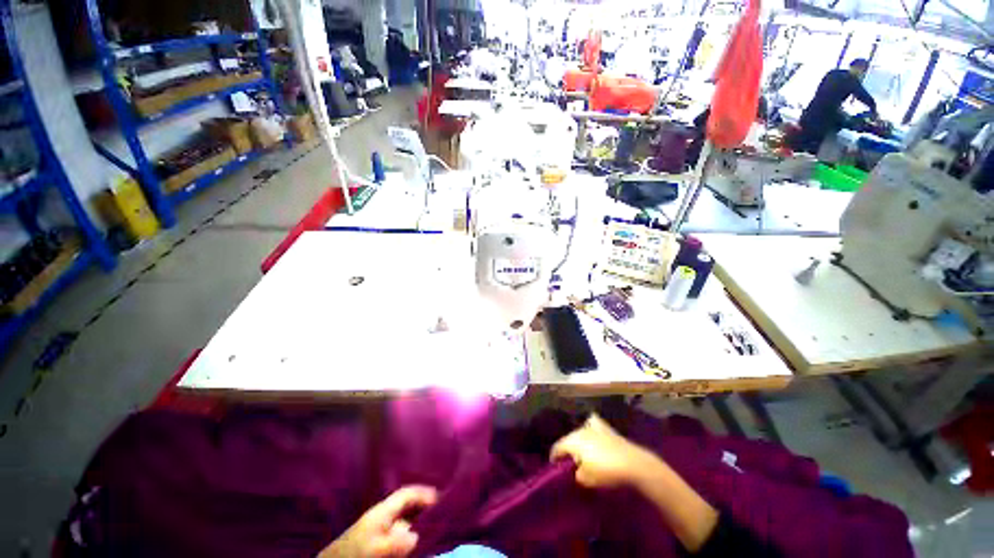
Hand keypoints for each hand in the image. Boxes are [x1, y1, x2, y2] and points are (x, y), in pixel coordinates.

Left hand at [318, 486, 437, 557]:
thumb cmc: (354, 554)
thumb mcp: (374, 549)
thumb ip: (396, 542)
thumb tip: (416, 536)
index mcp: (382, 511)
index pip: (407, 493)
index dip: (423, 493)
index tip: (440, 497)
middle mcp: (382, 515)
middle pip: (407, 504)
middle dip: (423, 504)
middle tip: (441, 510)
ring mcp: (379, 527)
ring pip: (404, 517)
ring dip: (418, 518)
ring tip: (433, 524)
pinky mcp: (376, 539)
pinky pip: (398, 530)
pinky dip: (409, 531)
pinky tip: (415, 539)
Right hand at [550, 414, 659, 488]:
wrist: (632, 464)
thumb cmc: (606, 472)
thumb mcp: (586, 479)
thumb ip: (577, 473)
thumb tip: (577, 469)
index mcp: (572, 441)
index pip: (558, 447)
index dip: (554, 457)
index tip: (554, 467)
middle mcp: (580, 430)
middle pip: (569, 438)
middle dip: (567, 449)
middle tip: (569, 462)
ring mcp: (594, 427)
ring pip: (580, 431)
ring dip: (579, 440)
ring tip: (582, 452)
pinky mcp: (607, 428)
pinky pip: (593, 425)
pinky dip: (591, 428)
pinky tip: (593, 434)